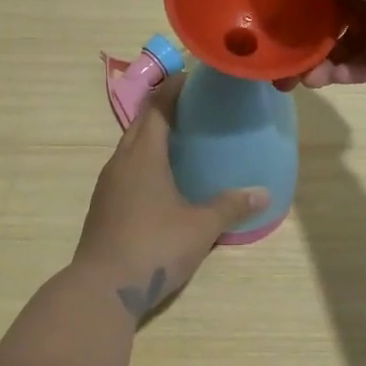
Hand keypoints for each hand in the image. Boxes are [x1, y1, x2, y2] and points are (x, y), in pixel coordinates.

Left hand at [73, 76, 268, 322]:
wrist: (101, 289)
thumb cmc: (154, 246)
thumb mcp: (200, 227)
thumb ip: (230, 206)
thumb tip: (263, 193)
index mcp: (143, 154)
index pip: (158, 105)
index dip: (175, 87)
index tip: (196, 77)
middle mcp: (121, 160)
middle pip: (142, 121)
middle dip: (166, 106)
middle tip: (197, 105)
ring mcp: (108, 183)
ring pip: (131, 145)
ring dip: (154, 134)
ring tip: (184, 137)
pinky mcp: (103, 204)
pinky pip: (127, 167)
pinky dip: (146, 159)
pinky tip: (164, 176)